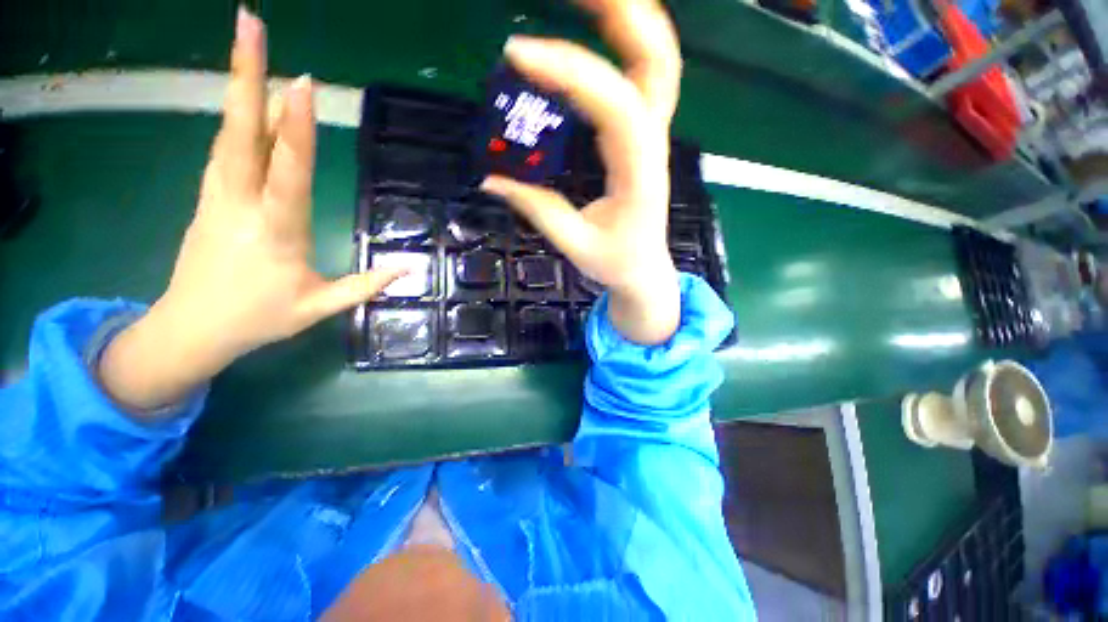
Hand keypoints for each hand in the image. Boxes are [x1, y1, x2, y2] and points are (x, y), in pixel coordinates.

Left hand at [98, 8, 401, 412]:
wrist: (192, 329)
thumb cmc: (259, 319)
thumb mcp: (320, 308)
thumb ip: (365, 286)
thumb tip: (408, 269)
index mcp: (276, 233)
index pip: (288, 174)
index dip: (294, 129)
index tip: (302, 84)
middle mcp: (240, 204)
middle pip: (241, 134)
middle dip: (245, 76)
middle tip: (249, 23)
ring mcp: (216, 197)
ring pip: (228, 135)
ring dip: (237, 88)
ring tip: (247, 46)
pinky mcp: (207, 197)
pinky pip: (223, 151)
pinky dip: (235, 119)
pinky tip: (243, 101)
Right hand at [481, 0, 682, 344]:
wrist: (644, 271)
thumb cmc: (616, 263)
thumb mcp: (574, 244)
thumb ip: (536, 210)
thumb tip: (490, 179)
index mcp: (639, 175)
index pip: (616, 108)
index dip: (571, 74)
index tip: (519, 55)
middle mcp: (653, 146)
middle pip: (656, 64)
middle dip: (623, 17)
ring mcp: (652, 138)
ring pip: (656, 64)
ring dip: (628, 22)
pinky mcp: (642, 139)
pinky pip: (642, 80)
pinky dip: (625, 45)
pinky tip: (601, 30)